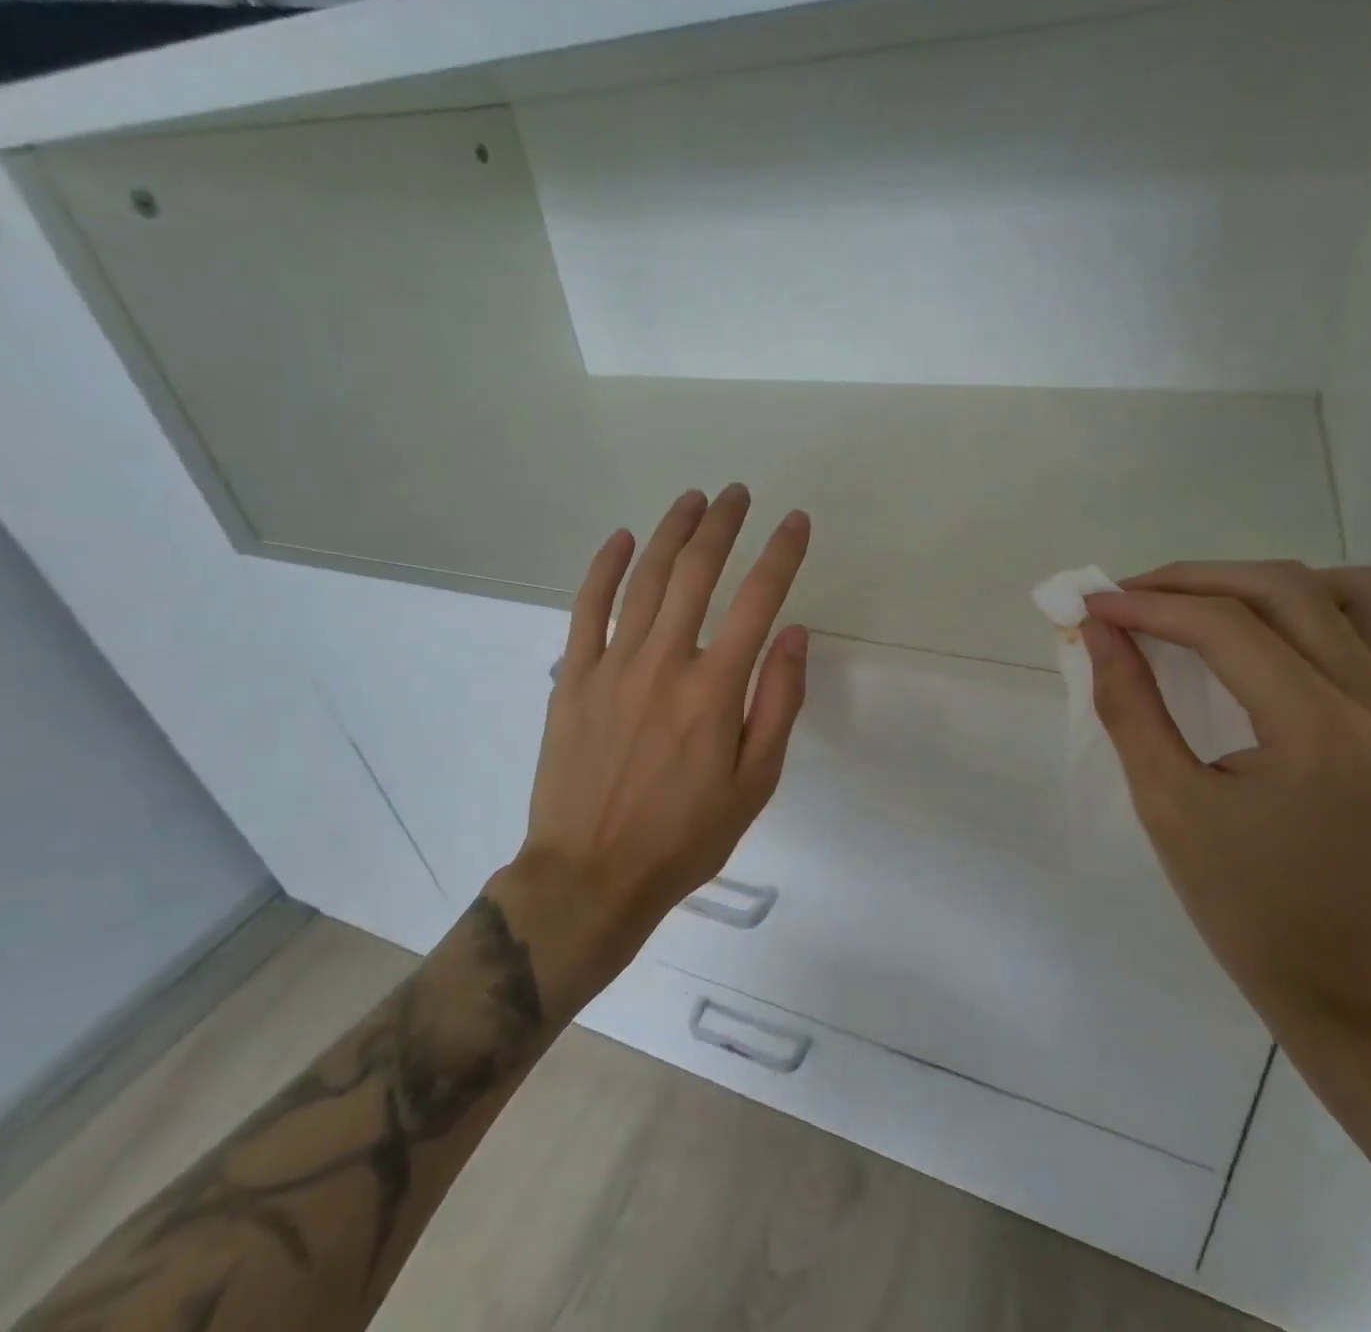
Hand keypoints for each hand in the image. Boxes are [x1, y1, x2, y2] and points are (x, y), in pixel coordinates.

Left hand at [522, 485, 810, 936]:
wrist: (591, 876)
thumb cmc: (684, 836)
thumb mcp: (754, 783)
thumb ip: (777, 703)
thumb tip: (793, 632)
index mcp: (715, 689)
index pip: (758, 600)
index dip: (781, 554)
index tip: (796, 521)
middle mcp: (665, 662)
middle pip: (697, 573)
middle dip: (723, 525)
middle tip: (738, 493)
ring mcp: (613, 665)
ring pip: (646, 579)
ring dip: (672, 532)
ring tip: (693, 499)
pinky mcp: (574, 677)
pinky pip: (588, 608)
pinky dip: (605, 567)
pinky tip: (622, 538)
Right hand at [1082, 562, 1370, 1039]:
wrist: (1345, 978)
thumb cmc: (1242, 904)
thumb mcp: (1165, 805)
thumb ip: (1128, 705)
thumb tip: (1097, 631)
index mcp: (1318, 734)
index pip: (1225, 627)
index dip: (1149, 605)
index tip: (1093, 606)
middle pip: (1285, 590)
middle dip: (1193, 581)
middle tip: (1130, 600)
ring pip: (1357, 589)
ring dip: (1270, 585)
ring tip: (1211, 611)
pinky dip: (1342, 609)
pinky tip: (1293, 636)